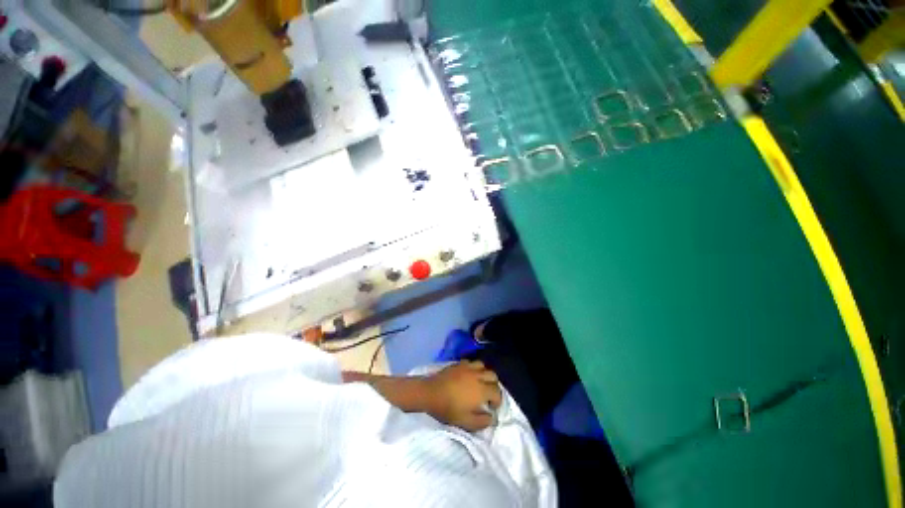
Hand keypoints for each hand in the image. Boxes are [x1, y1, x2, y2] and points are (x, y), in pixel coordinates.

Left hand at [424, 360, 501, 431]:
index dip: (497, 401)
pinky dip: (474, 368)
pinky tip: (469, 375)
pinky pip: (471, 362)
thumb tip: (492, 417)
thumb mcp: (466, 422)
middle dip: (494, 385)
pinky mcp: (459, 363)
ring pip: (483, 366)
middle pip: (493, 376)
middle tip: (488, 394)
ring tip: (480, 382)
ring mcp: (468, 367)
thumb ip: (482, 422)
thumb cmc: (448, 409)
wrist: (430, 393)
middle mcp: (478, 375)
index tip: (492, 407)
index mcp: (481, 390)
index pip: (497, 392)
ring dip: (485, 374)